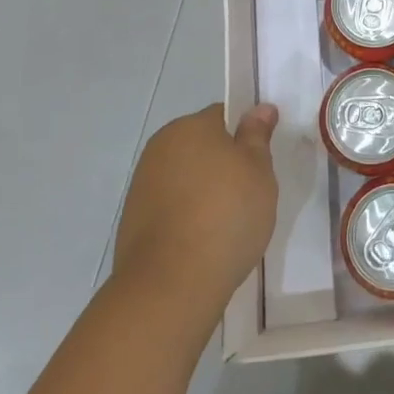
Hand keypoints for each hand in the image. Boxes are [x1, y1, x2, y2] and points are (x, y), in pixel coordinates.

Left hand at [113, 103, 278, 313]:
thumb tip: (260, 108)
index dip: (245, 137)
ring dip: (205, 192)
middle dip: (224, 165)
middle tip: (249, 194)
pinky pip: (172, 208)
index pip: (223, 116)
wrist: (171, 285)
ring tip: (228, 224)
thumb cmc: (225, 215)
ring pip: (186, 178)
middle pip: (202, 147)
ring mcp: (143, 185)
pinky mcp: (134, 221)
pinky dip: (188, 218)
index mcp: (189, 126)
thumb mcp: (258, 170)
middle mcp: (160, 147)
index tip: (260, 164)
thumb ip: (257, 136)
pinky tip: (204, 242)